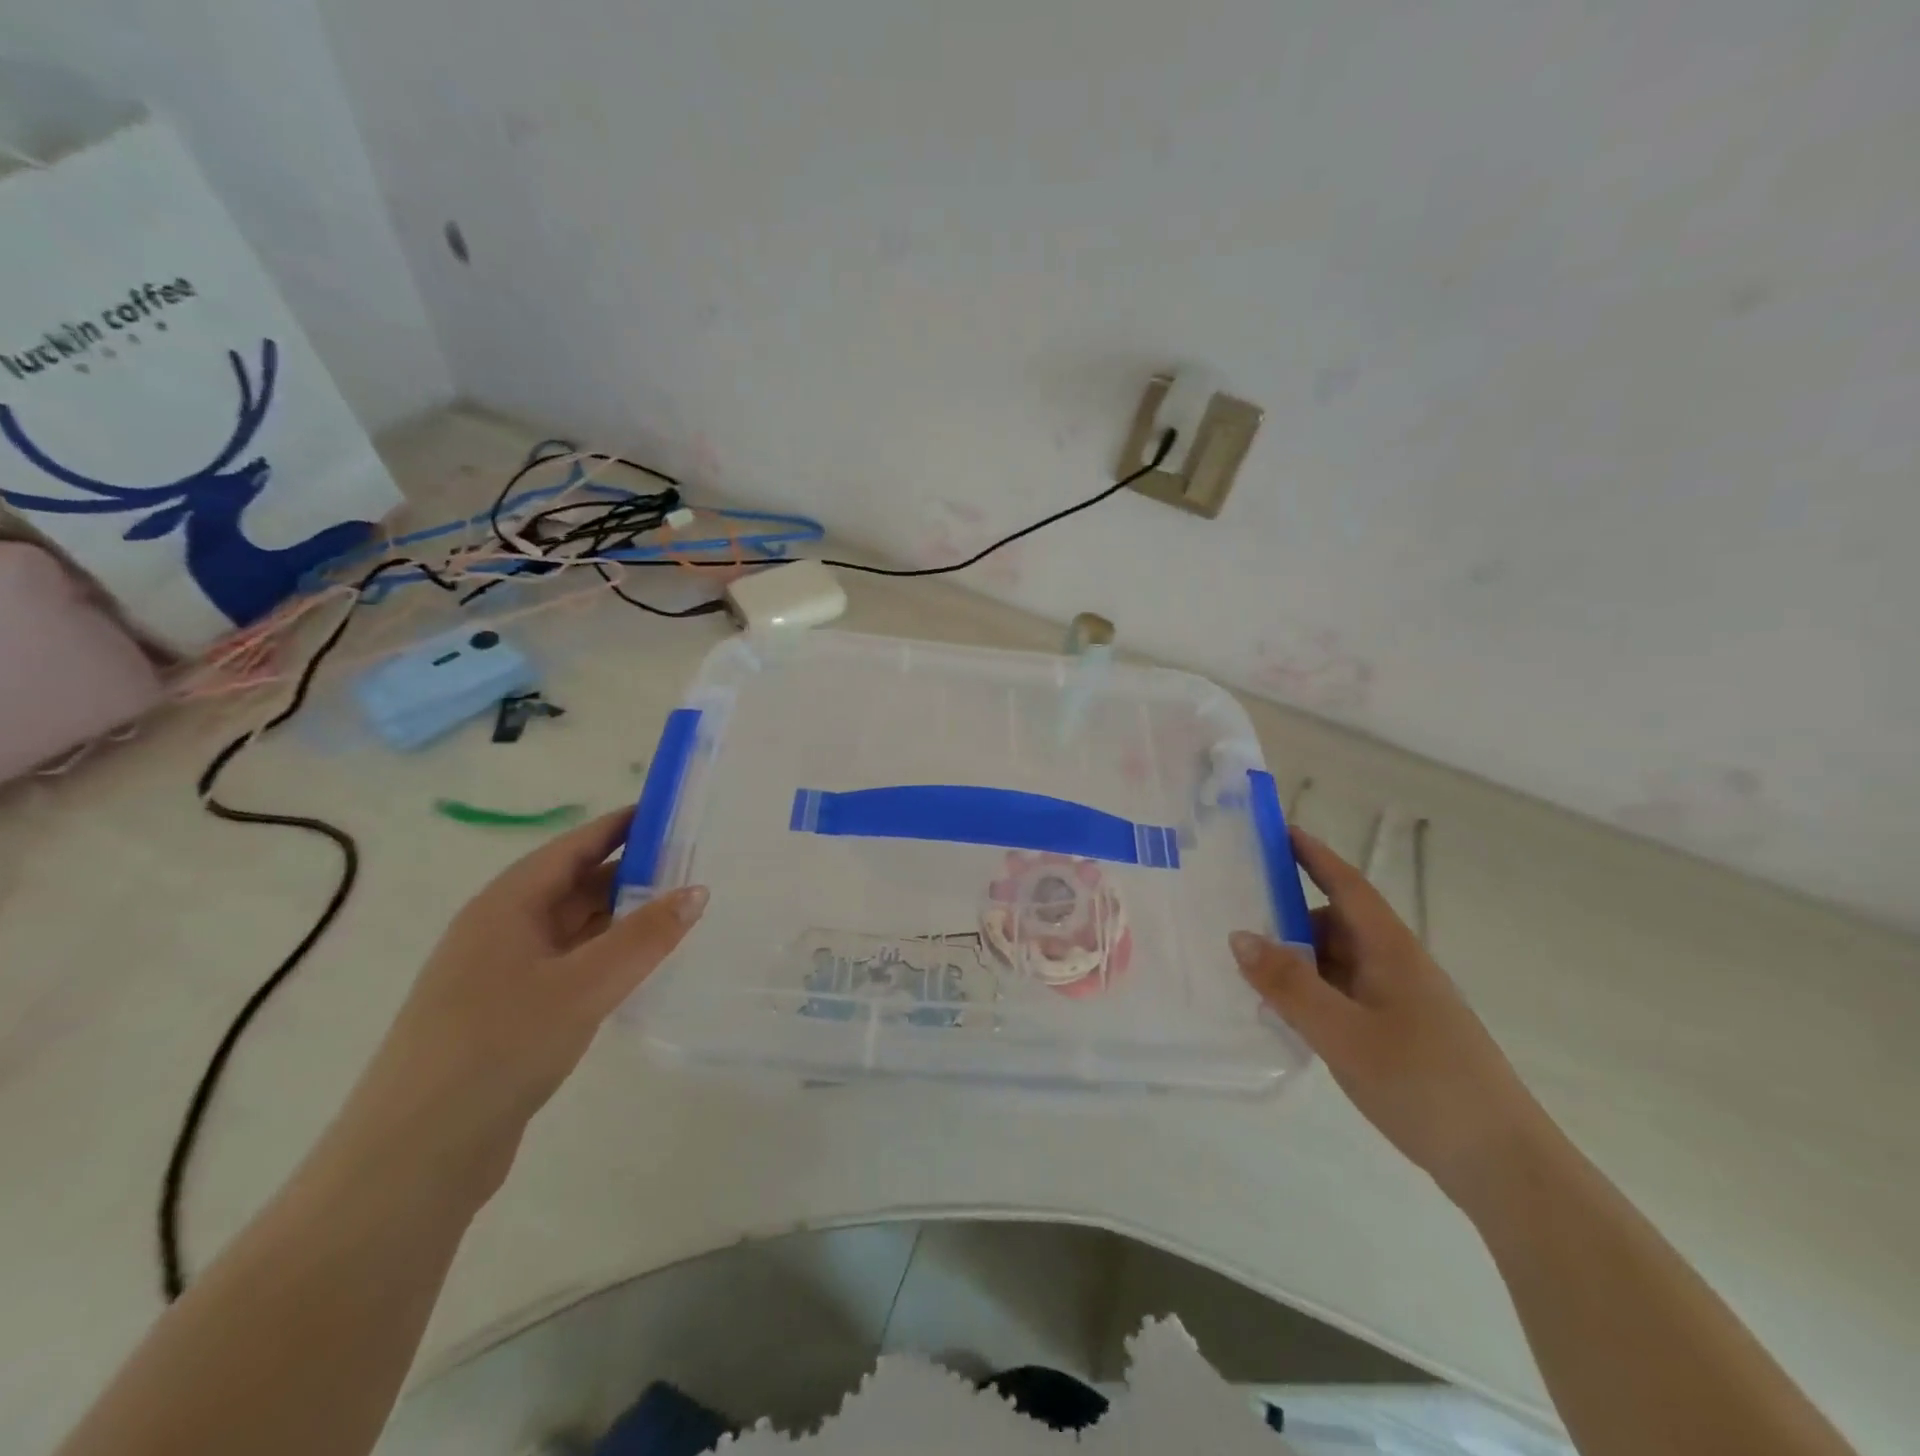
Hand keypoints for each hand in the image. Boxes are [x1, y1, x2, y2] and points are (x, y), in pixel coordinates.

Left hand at [328, 809, 706, 1201]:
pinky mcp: (508, 1014)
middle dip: (632, 873)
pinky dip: (607, 958)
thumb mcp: (584, 985)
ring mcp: (501, 974)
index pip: (574, 846)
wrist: (414, 1157)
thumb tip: (698, 889)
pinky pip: (569, 966)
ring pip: (574, 928)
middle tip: (696, 867)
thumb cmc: (499, 1048)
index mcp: (506, 904)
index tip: (675, 815)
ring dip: (622, 918)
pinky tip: (641, 969)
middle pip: (575, 884)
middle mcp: (501, 929)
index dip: (623, 826)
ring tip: (682, 913)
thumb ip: (645, 935)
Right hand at [1231, 828, 1551, 1201]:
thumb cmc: (1423, 1084)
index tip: (1277, 830)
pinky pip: (1345, 994)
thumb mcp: (1343, 1033)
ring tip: (1252, 972)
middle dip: (1290, 915)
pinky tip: (1288, 1015)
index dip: (1313, 854)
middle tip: (1237, 916)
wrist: (1504, 1165)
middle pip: (1336, 923)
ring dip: (1299, 960)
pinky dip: (1314, 992)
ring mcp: (1402, 1001)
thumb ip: (1289, 984)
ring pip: (1339, 962)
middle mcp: (1398, 966)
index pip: (1347, 884)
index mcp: (1391, 951)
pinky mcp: (1402, 1033)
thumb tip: (1239, 935)